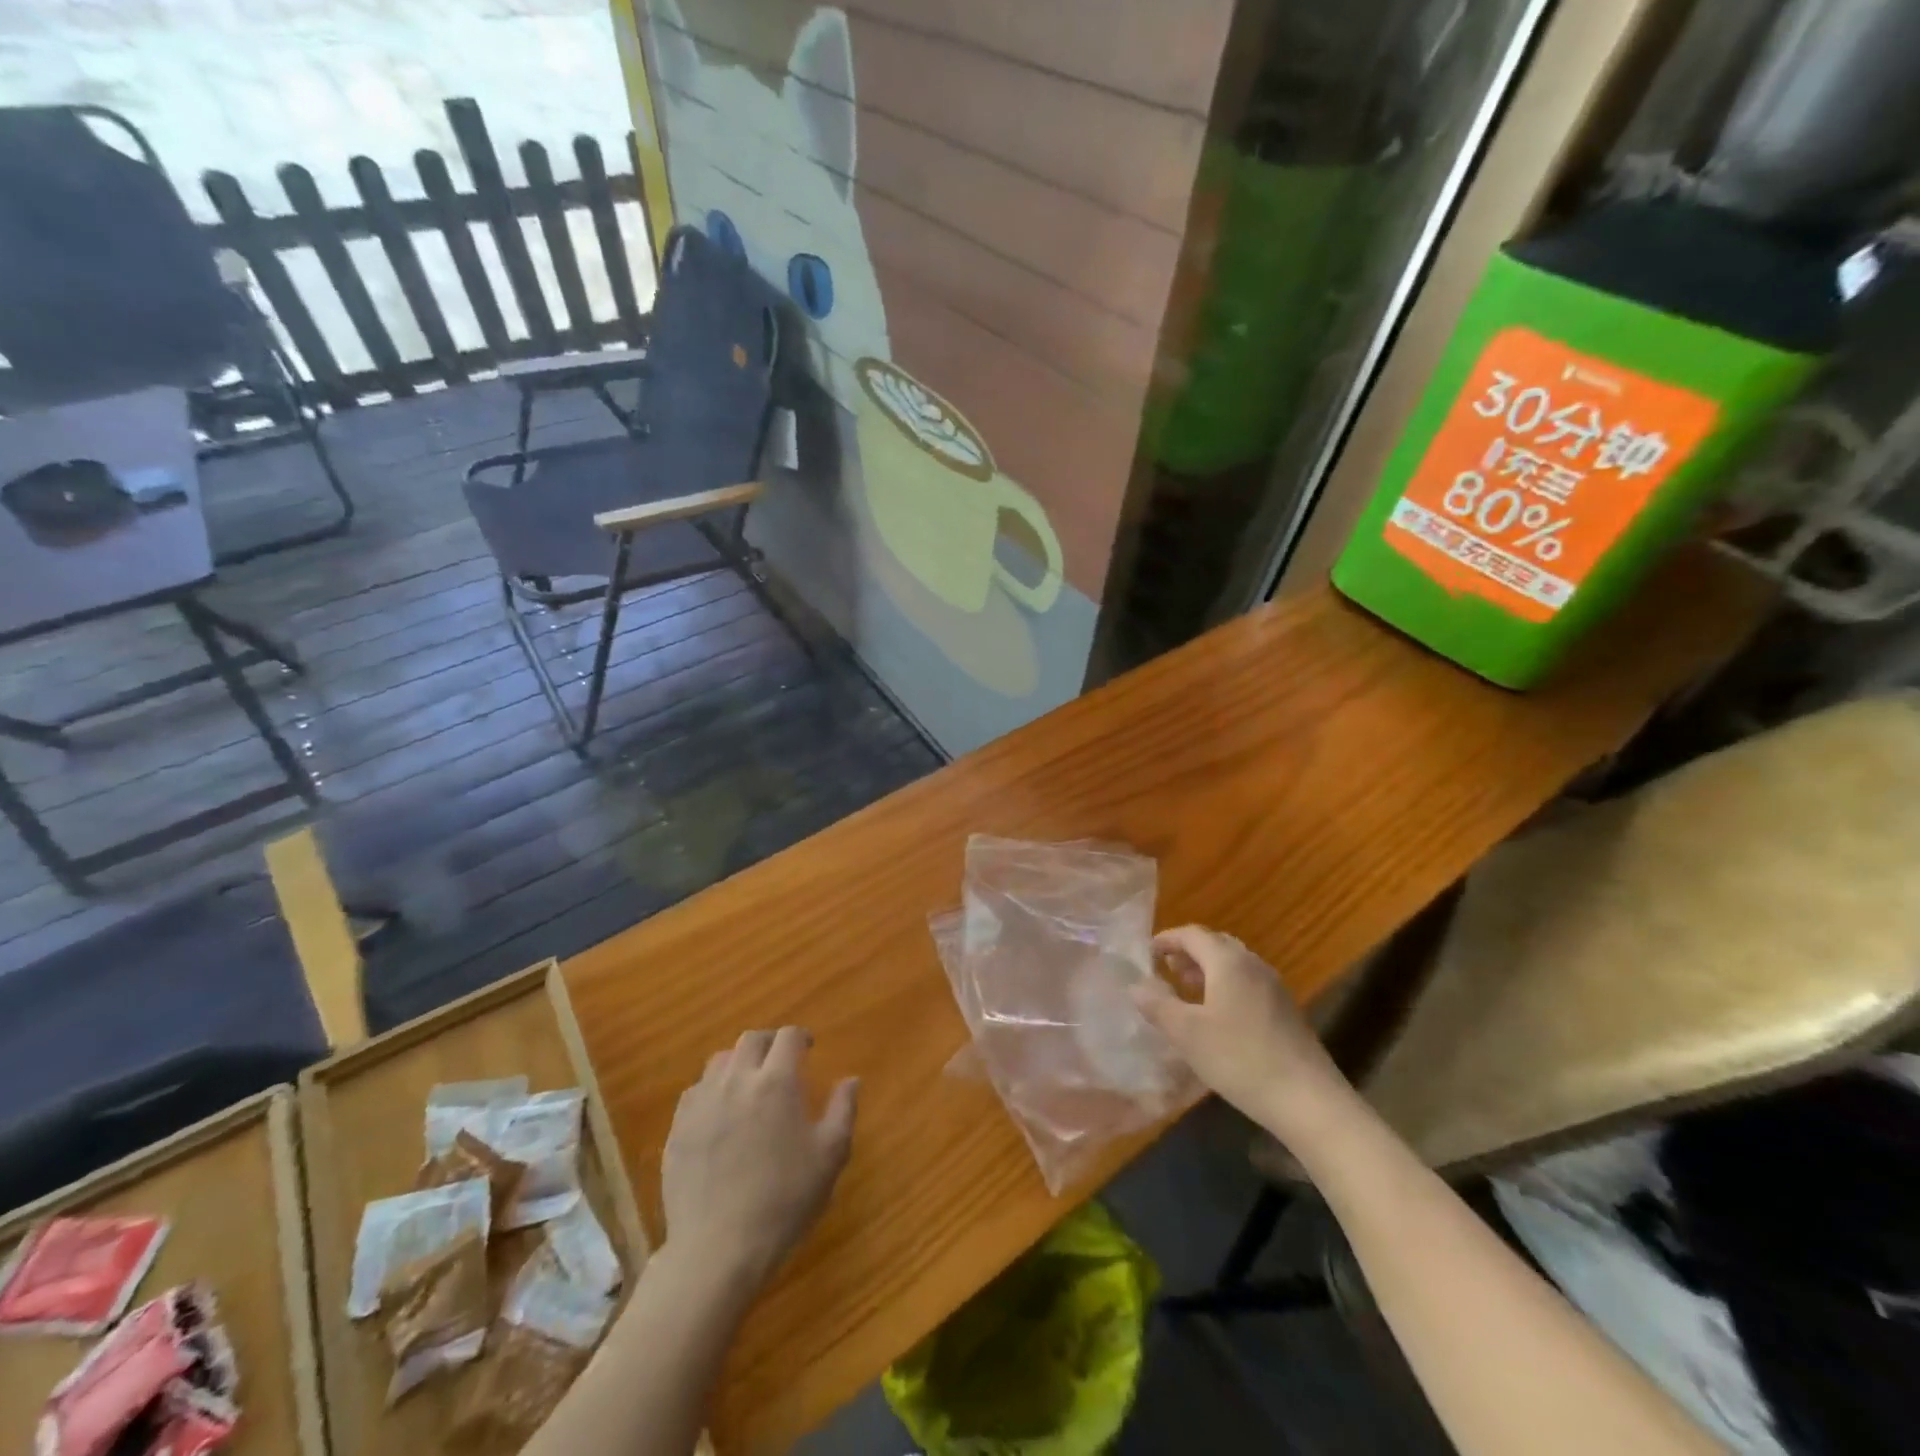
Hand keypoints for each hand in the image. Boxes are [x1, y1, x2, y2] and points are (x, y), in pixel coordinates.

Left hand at [660, 1027, 857, 1298]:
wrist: (718, 1250)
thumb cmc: (783, 1201)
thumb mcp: (829, 1157)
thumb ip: (843, 1110)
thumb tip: (851, 1079)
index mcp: (777, 1081)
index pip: (788, 1037)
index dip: (801, 1037)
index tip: (808, 1048)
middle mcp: (737, 1080)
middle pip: (751, 1039)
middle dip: (769, 1043)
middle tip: (781, 1062)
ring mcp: (703, 1102)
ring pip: (720, 1061)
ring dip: (739, 1063)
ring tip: (749, 1084)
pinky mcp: (678, 1127)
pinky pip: (695, 1091)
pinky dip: (712, 1090)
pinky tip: (720, 1113)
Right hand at [1134, 926, 1351, 1135]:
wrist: (1308, 1100)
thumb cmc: (1240, 1059)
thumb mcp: (1187, 1034)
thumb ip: (1157, 1005)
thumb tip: (1135, 985)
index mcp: (1228, 961)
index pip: (1192, 934)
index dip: (1166, 939)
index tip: (1146, 953)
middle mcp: (1253, 964)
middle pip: (1215, 944)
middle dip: (1187, 952)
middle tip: (1164, 970)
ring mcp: (1273, 986)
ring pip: (1233, 964)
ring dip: (1207, 970)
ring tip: (1186, 992)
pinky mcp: (1285, 1010)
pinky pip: (1247, 982)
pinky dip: (1225, 986)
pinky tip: (1217, 1016)